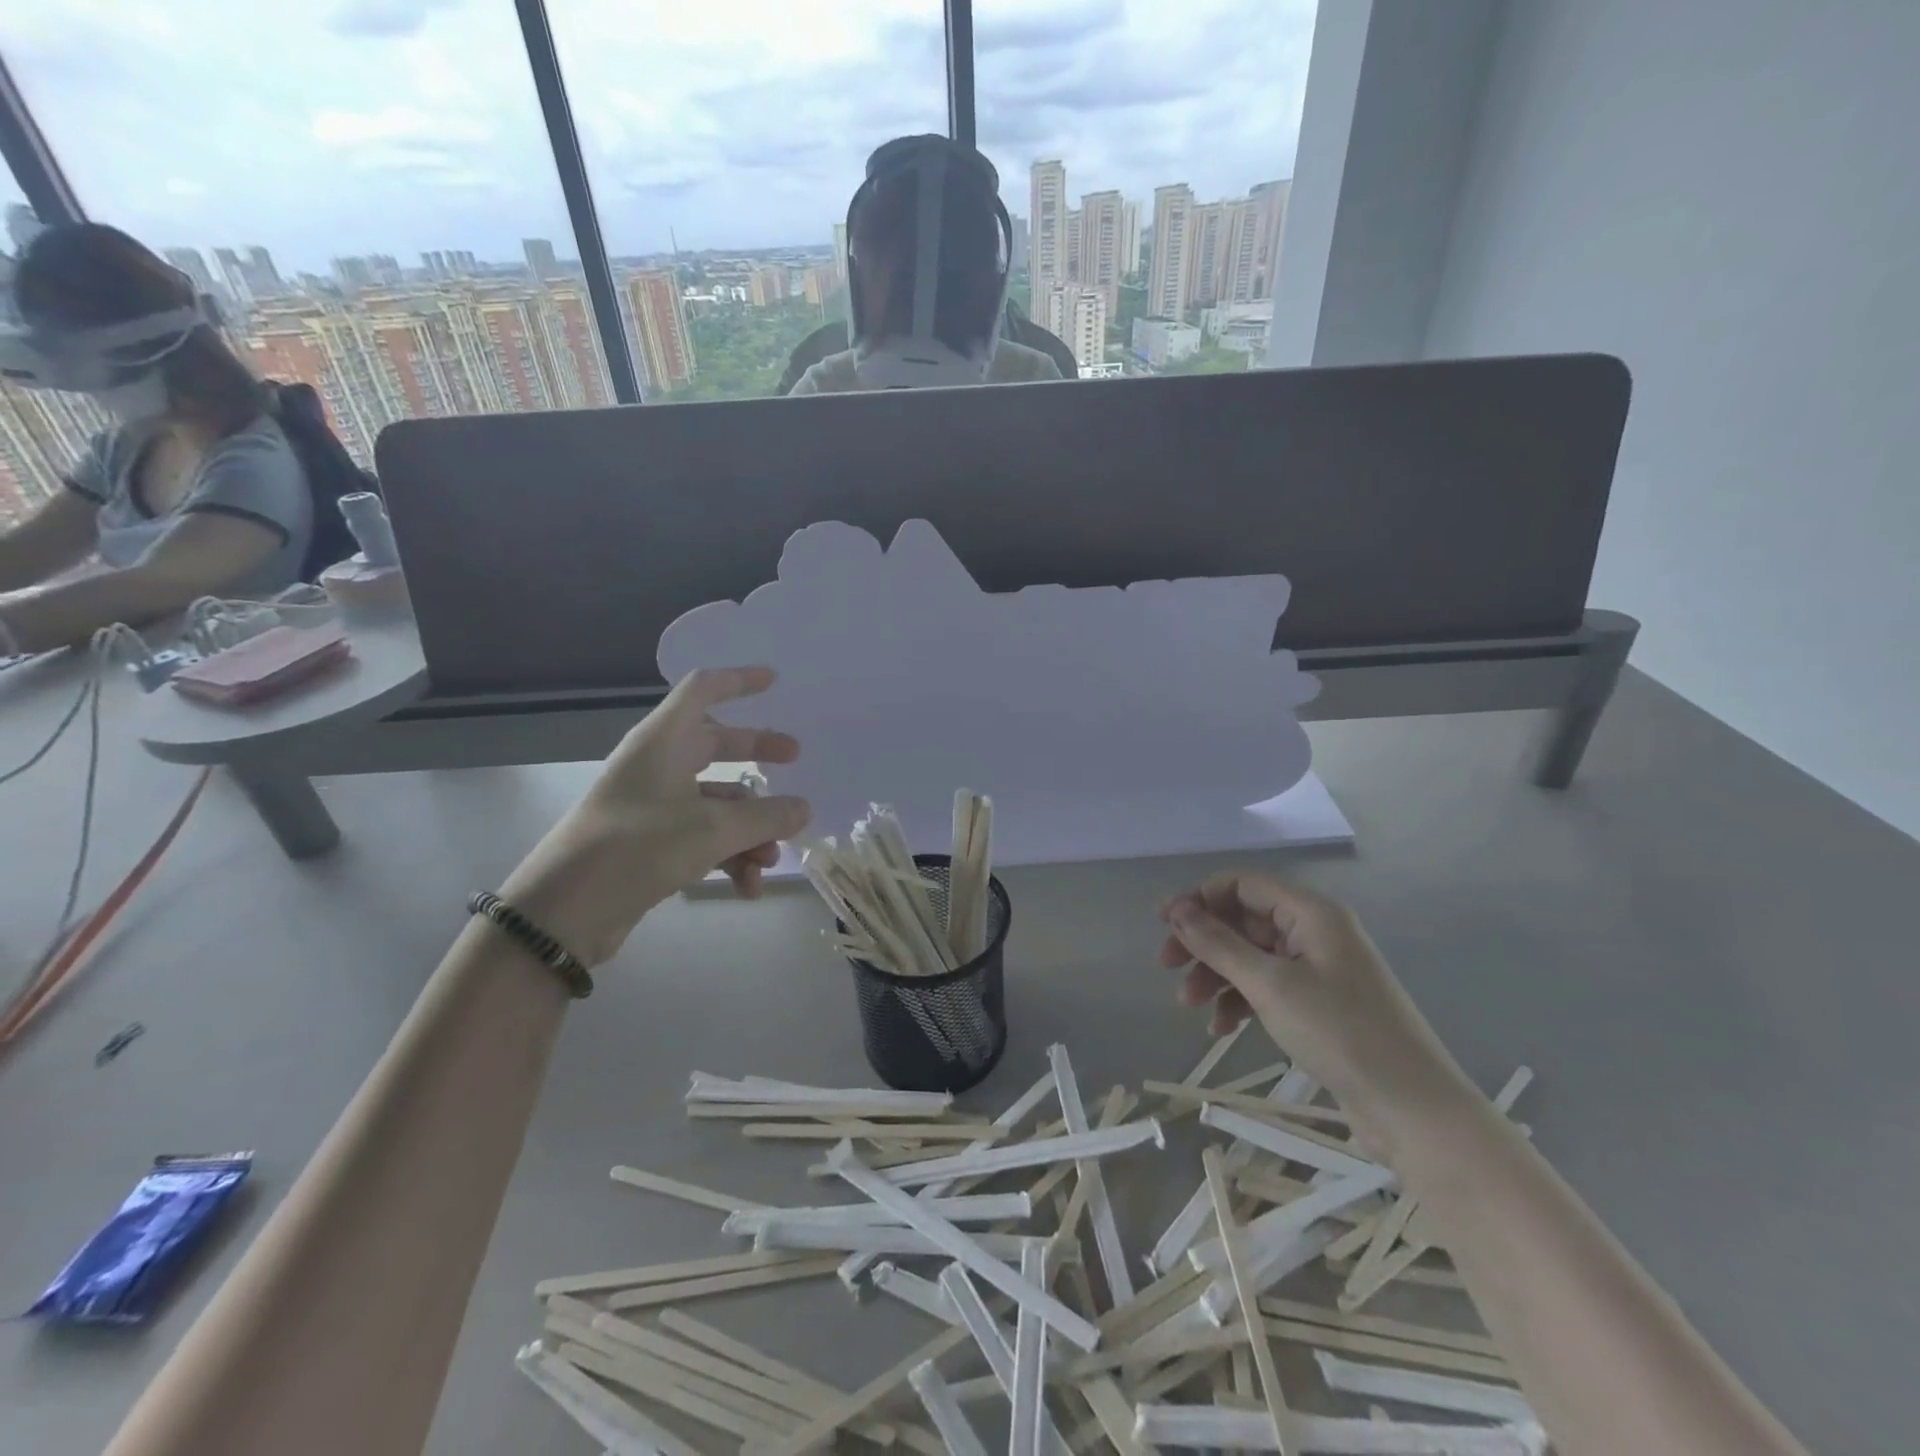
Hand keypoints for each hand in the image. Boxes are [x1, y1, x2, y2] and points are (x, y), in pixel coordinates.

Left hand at [500, 667, 809, 965]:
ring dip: (749, 828)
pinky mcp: (651, 843)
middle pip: (716, 745)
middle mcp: (658, 765)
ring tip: (770, 860)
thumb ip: (766, 816)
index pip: (702, 690)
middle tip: (795, 758)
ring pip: (716, 801)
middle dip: (757, 754)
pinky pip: (703, 836)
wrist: (563, 912)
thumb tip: (805, 808)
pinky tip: (747, 889)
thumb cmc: (638, 848)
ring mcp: (653, 805)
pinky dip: (728, 857)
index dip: (738, 681)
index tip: (774, 681)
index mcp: (664, 741)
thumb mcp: (713, 830)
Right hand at [1160, 873, 1473, 1149]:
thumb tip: (1178, 911)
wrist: (1413, 1109)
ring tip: (1189, 1006)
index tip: (1163, 926)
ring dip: (1217, 975)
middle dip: (1204, 943)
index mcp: (1312, 913)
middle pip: (1243, 920)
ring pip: (1251, 956)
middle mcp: (1315, 932)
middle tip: (1167, 967)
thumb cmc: (1341, 1034)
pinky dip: (1240, 1001)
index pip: (1242, 885)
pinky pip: (1267, 987)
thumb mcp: (1271, 985)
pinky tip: (1221, 1029)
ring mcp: (1318, 970)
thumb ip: (1219, 944)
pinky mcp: (1319, 1004)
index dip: (1199, 899)